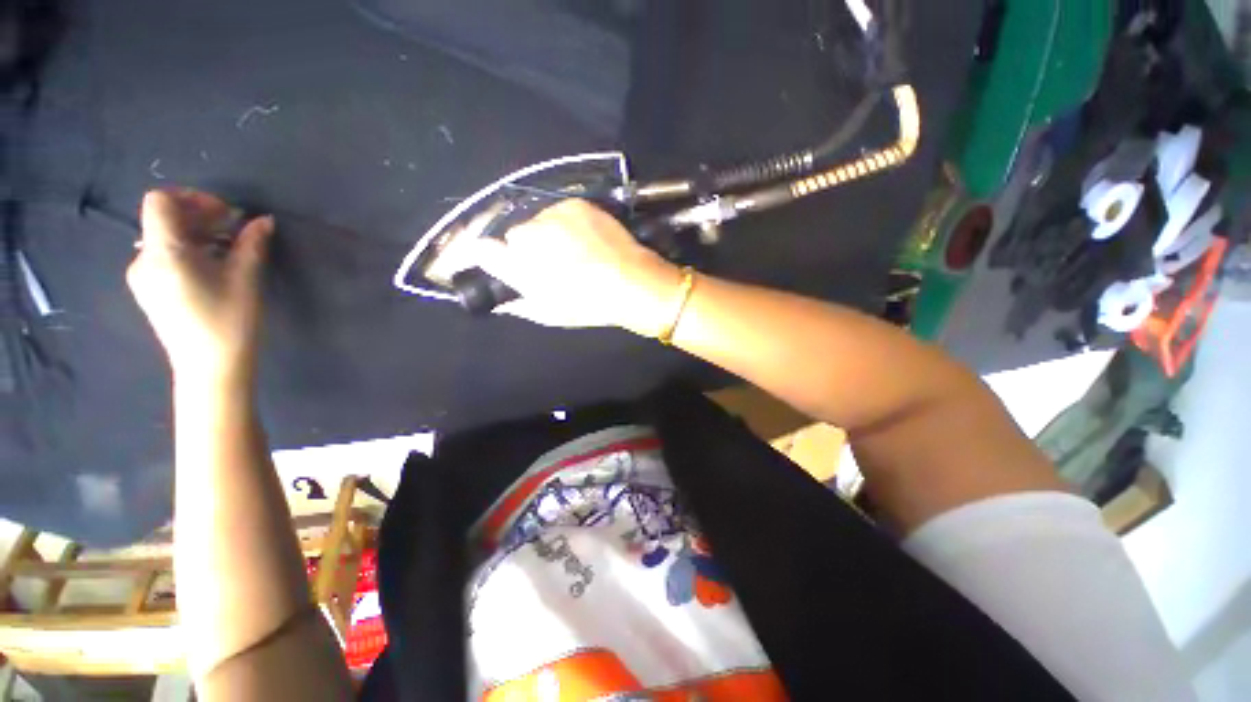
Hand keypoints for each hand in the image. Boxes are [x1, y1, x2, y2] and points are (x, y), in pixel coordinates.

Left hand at [127, 189, 273, 386]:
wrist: (209, 367)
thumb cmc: (229, 321)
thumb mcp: (246, 279)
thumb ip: (251, 244)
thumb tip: (263, 220)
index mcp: (164, 252)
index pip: (160, 201)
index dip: (191, 198)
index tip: (224, 214)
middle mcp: (143, 259)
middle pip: (164, 219)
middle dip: (199, 216)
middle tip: (234, 230)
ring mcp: (142, 276)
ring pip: (164, 238)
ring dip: (195, 235)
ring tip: (227, 251)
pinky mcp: (148, 290)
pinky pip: (163, 257)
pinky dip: (187, 252)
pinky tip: (211, 268)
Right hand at [474, 199, 681, 334]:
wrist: (631, 283)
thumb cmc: (588, 305)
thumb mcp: (549, 313)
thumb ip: (518, 302)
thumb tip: (502, 300)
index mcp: (520, 266)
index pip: (483, 250)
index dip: (491, 257)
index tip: (502, 263)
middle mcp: (530, 234)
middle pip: (516, 235)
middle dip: (528, 248)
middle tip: (553, 265)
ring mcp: (554, 215)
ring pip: (540, 221)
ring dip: (549, 234)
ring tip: (575, 252)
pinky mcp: (575, 204)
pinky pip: (560, 212)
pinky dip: (566, 224)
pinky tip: (585, 239)